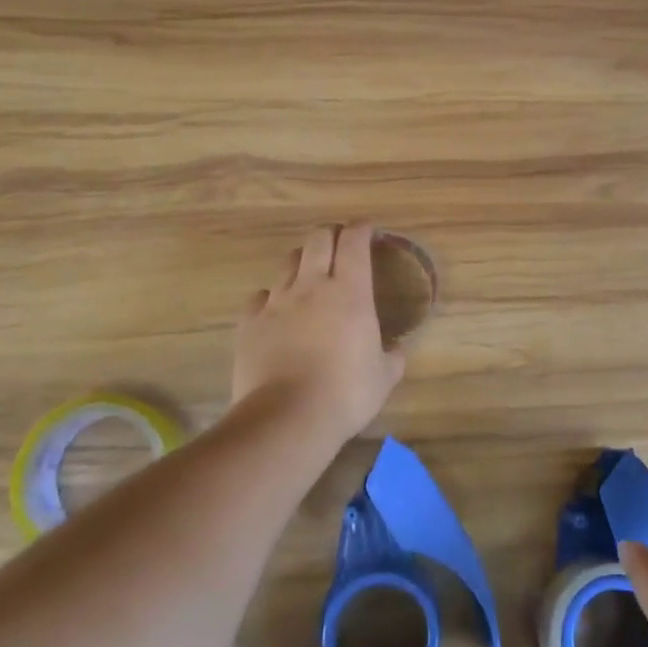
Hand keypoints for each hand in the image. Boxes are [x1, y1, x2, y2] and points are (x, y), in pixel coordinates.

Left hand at [231, 224, 405, 442]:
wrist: (287, 417)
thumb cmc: (346, 394)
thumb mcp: (384, 377)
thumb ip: (393, 357)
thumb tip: (397, 350)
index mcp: (350, 292)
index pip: (354, 242)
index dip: (361, 229)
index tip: (367, 229)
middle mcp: (312, 286)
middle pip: (318, 239)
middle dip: (330, 234)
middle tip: (340, 245)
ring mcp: (277, 301)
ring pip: (288, 262)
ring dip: (302, 261)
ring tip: (309, 275)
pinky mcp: (250, 322)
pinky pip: (261, 296)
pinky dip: (272, 297)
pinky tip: (276, 311)